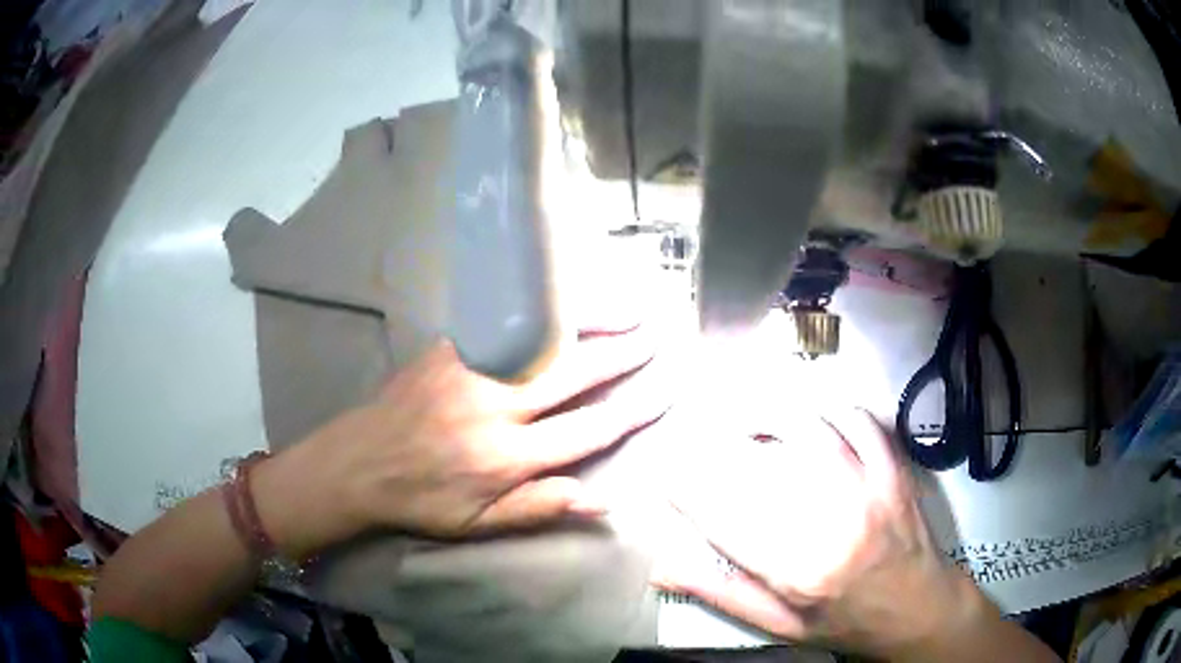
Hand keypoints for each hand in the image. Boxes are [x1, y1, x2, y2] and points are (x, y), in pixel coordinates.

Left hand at [254, 324, 666, 557]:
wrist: (357, 464)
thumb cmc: (421, 501)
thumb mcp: (478, 523)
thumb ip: (540, 507)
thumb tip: (605, 498)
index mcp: (507, 458)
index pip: (588, 429)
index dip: (633, 409)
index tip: (665, 390)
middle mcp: (496, 409)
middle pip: (574, 375)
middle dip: (621, 354)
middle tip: (656, 336)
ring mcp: (471, 372)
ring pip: (544, 342)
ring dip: (591, 323)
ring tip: (627, 309)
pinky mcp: (450, 350)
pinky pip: (504, 325)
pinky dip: (542, 313)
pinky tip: (564, 302)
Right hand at [655, 409, 980, 658]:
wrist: (919, 610)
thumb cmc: (845, 622)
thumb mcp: (779, 625)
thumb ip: (723, 593)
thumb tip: (662, 567)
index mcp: (798, 571)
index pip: (725, 518)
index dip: (686, 489)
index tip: (663, 472)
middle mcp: (833, 524)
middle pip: (764, 466)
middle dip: (720, 447)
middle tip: (701, 442)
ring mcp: (870, 489)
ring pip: (812, 431)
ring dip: (771, 417)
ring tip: (749, 422)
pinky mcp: (894, 470)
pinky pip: (860, 421)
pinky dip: (830, 409)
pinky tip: (813, 417)